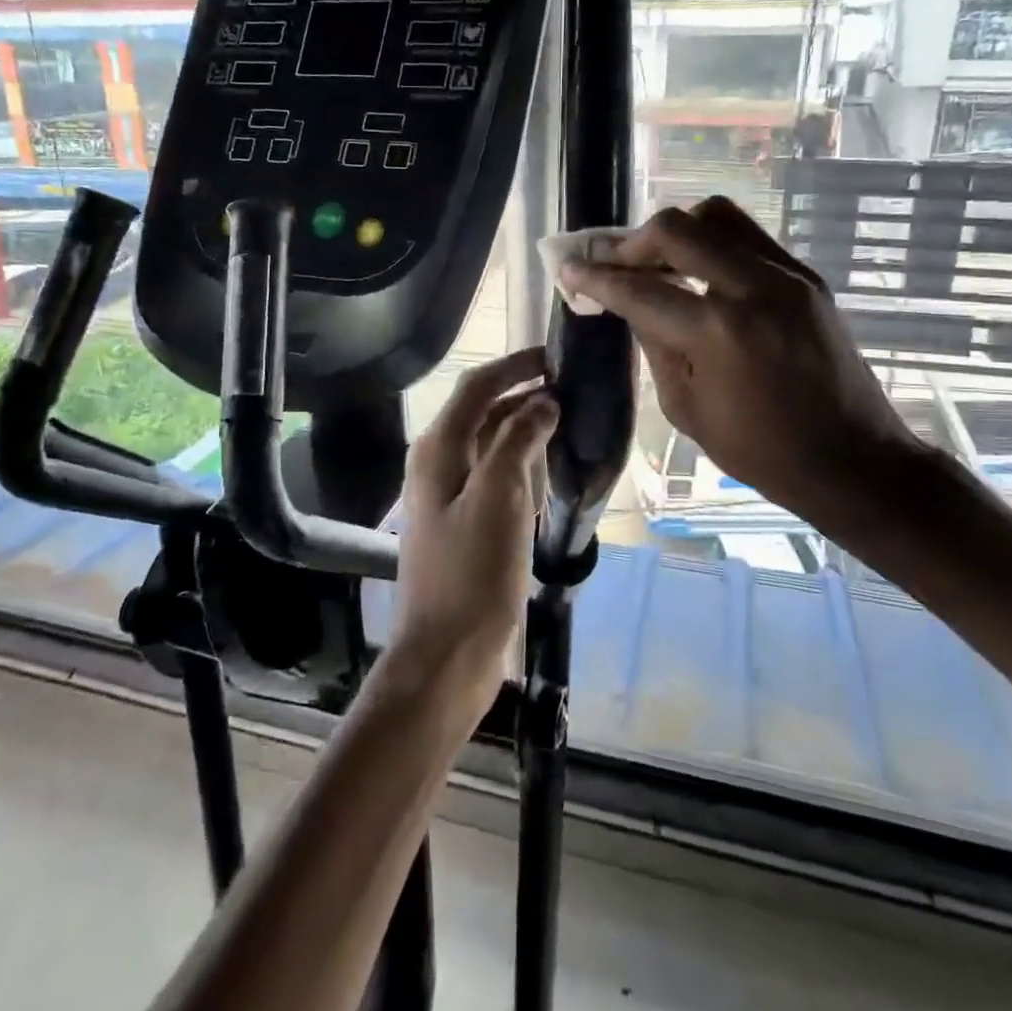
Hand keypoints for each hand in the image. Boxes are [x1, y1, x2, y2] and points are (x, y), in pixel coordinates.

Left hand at [390, 348, 558, 711]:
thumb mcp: (499, 498)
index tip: (555, 356)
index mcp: (439, 450)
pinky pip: (495, 479)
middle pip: (483, 413)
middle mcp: (439, 464)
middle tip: (572, 391)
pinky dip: (521, 467)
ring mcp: (450, 496)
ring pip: (491, 446)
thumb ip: (518, 441)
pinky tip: (548, 473)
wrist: (447, 654)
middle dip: (524, 397)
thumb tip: (542, 401)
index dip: (514, 366)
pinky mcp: (465, 524)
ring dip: (525, 431)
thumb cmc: (473, 573)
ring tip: (569, 424)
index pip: (476, 387)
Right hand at [561, 197, 931, 541]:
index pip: (640, 289)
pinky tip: (700, 272)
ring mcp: (787, 275)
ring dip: (676, 232)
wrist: (852, 459)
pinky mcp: (807, 277)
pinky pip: (749, 236)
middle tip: (613, 264)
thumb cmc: (761, 451)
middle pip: (675, 228)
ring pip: (717, 216)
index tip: (568, 268)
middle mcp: (753, 287)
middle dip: (631, 243)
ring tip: (658, 262)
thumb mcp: (686, 407)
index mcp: (718, 331)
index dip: (596, 278)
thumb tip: (630, 302)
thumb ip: (654, 343)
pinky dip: (713, 243)